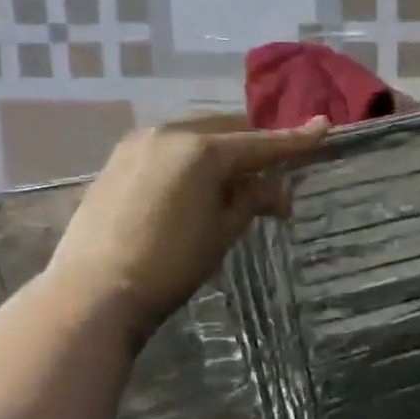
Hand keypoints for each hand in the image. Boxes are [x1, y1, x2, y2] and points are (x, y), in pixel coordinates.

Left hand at [46, 118, 328, 342]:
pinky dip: (193, 159)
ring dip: (223, 153)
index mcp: (203, 150)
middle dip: (255, 149)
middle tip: (274, 182)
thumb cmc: (170, 264)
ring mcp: (139, 143)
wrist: (95, 291)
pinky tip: (198, 186)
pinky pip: (170, 148)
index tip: (324, 127)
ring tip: (236, 186)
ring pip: (197, 135)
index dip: (296, 140)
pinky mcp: (118, 159)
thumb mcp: (223, 232)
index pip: (262, 143)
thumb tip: (276, 190)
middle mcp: (171, 133)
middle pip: (228, 130)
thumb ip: (252, 200)